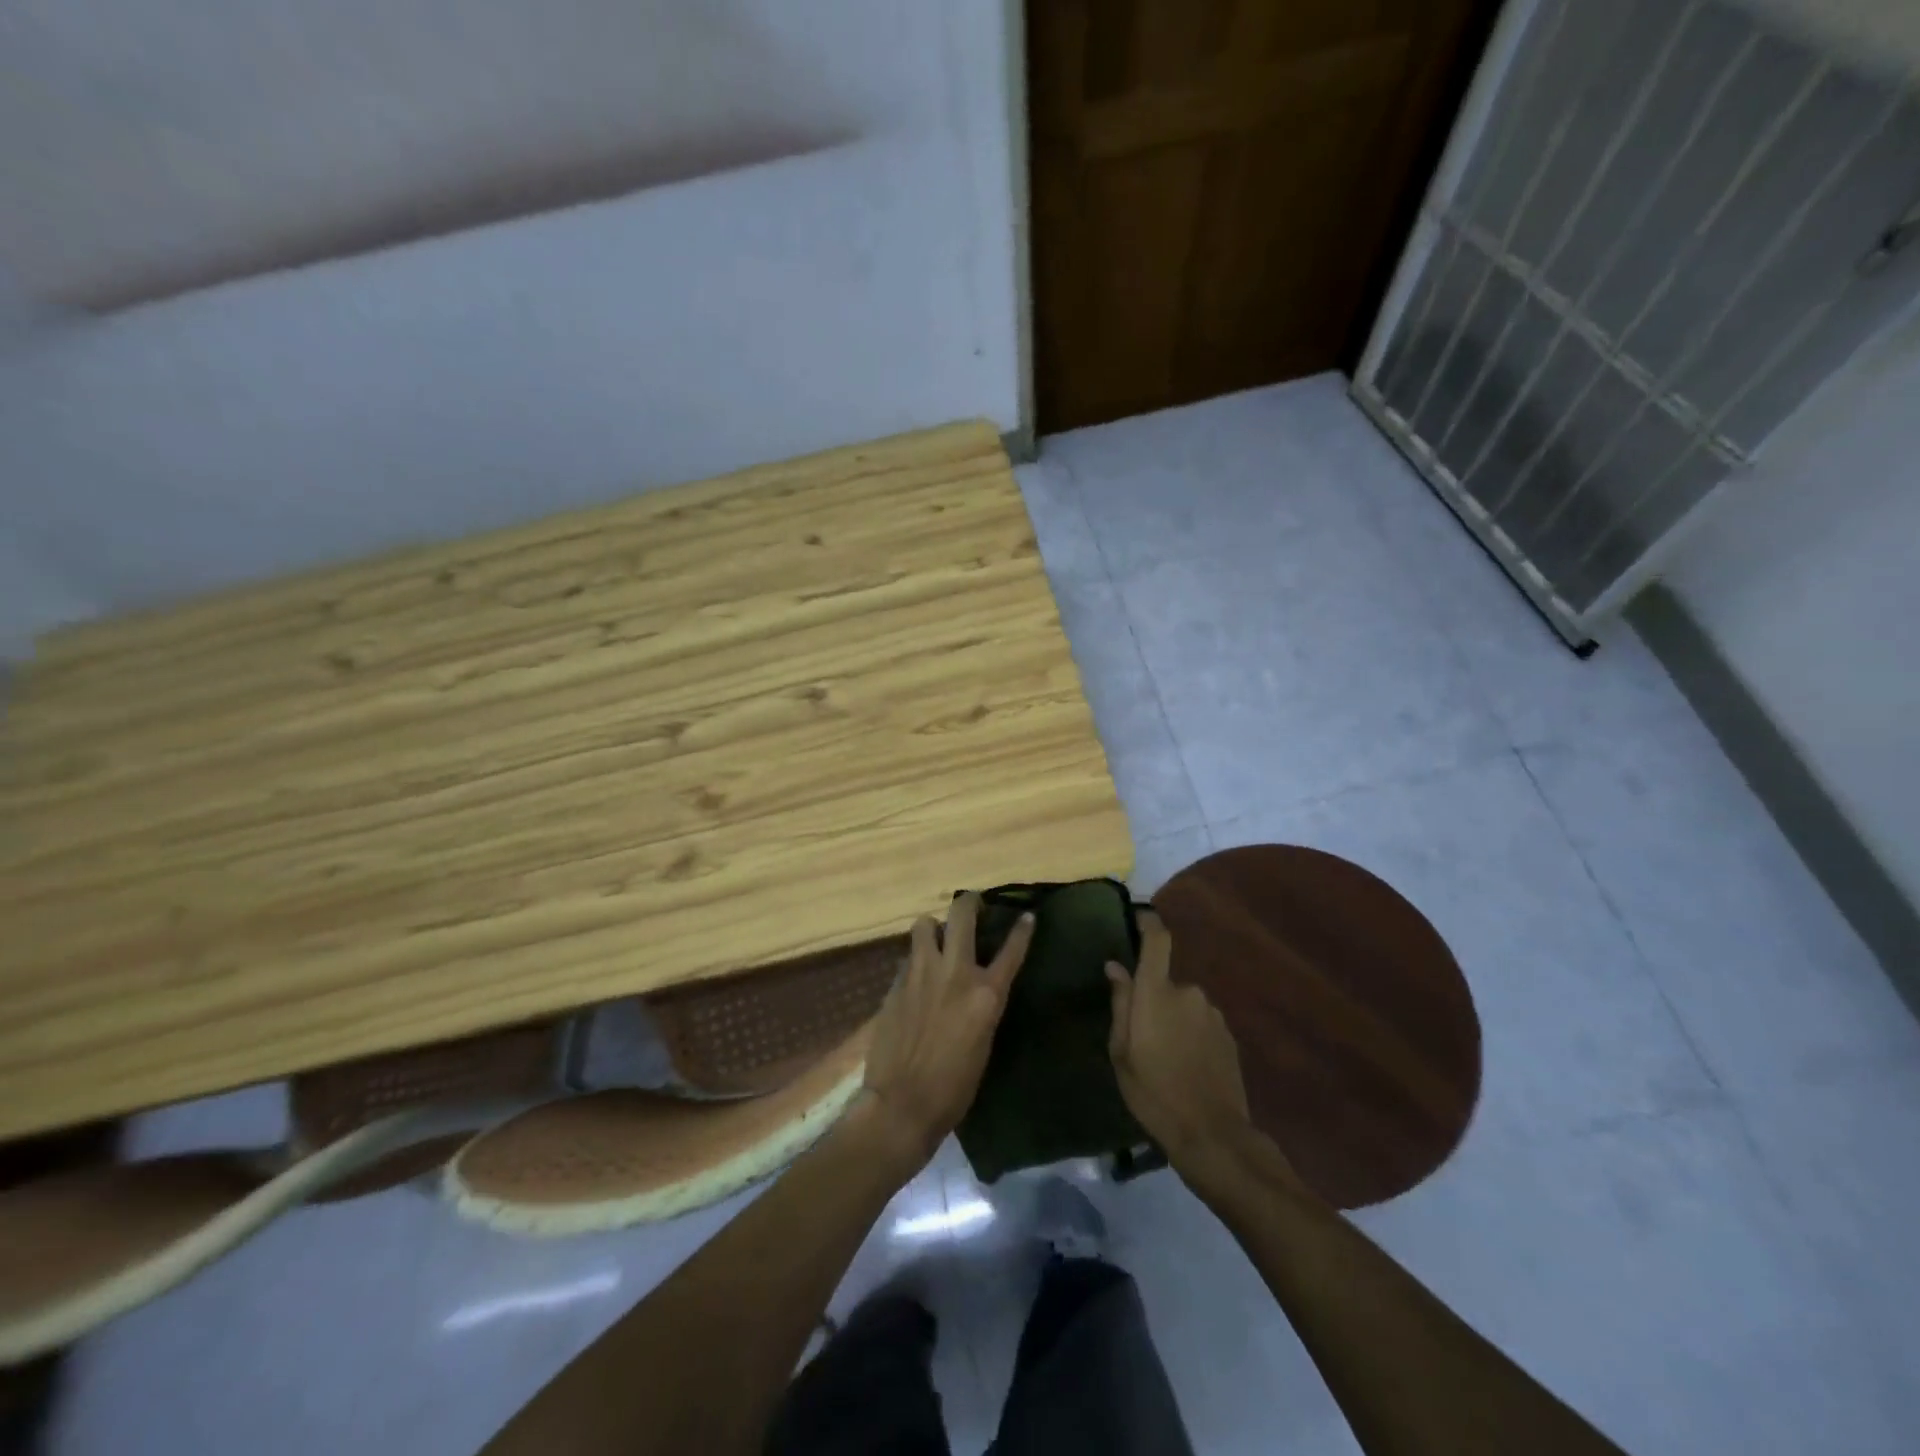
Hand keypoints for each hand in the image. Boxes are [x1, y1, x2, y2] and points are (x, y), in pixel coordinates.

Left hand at [858, 893, 1033, 1167]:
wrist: (903, 1103)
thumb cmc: (954, 1087)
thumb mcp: (984, 1042)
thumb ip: (981, 1005)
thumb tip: (976, 985)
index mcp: (986, 994)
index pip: (1011, 950)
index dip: (1022, 930)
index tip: (1026, 915)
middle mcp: (955, 973)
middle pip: (962, 914)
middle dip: (969, 903)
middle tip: (973, 906)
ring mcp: (921, 973)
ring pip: (925, 924)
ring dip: (933, 927)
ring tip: (936, 939)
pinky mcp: (896, 983)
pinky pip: (909, 957)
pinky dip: (916, 960)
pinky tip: (917, 976)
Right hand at [1106, 911, 1255, 1174]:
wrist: (1211, 1134)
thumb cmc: (1153, 1092)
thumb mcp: (1121, 1051)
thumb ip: (1120, 1003)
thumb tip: (1115, 967)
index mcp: (1157, 992)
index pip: (1157, 940)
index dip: (1148, 922)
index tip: (1138, 917)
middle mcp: (1188, 993)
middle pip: (1166, 982)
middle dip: (1154, 999)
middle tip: (1141, 1035)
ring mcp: (1213, 1014)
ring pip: (1184, 1005)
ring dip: (1173, 1020)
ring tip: (1164, 1058)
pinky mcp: (1229, 1036)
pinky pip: (1201, 1024)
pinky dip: (1192, 1036)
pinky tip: (1186, 1067)